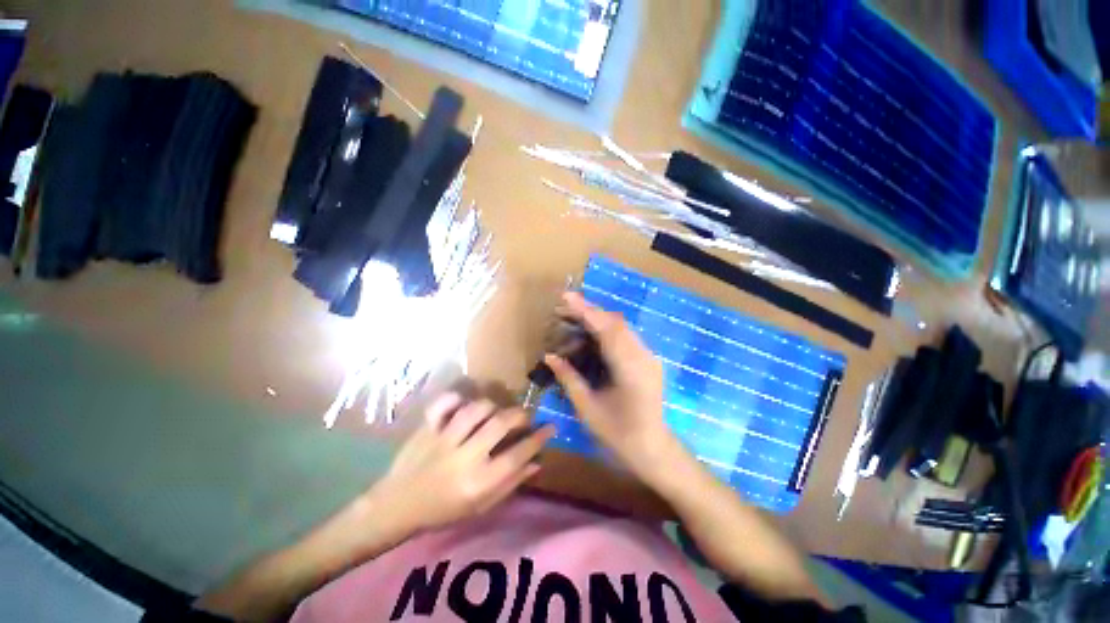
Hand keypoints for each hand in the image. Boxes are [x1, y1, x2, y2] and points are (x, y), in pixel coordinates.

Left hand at [375, 394, 554, 532]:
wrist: (397, 507)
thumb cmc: (443, 511)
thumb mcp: (480, 507)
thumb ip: (510, 484)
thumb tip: (536, 463)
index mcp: (478, 483)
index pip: (517, 455)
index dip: (538, 439)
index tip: (550, 428)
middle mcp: (463, 458)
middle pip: (500, 424)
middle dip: (520, 416)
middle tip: (525, 417)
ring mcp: (443, 439)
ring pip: (477, 409)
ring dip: (493, 407)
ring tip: (496, 413)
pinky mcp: (427, 428)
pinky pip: (444, 403)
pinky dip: (456, 398)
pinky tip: (465, 404)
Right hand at [544, 292, 675, 481]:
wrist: (653, 448)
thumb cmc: (618, 434)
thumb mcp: (587, 407)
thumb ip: (569, 378)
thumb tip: (550, 356)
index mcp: (630, 369)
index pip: (607, 329)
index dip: (586, 311)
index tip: (566, 297)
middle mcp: (643, 356)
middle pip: (615, 322)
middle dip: (588, 311)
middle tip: (563, 309)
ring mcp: (648, 356)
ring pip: (621, 326)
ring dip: (596, 319)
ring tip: (572, 319)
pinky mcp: (647, 358)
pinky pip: (625, 335)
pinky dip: (606, 329)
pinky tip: (590, 334)